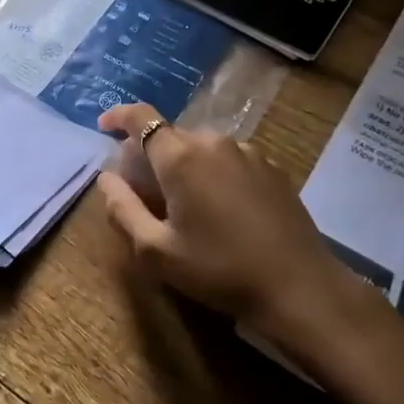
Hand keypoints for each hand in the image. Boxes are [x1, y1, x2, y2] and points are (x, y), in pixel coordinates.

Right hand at [96, 103, 353, 339]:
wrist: (299, 287)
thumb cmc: (219, 270)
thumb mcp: (157, 251)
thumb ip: (123, 209)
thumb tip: (106, 179)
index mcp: (181, 156)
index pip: (142, 117)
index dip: (119, 116)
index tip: (104, 126)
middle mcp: (213, 142)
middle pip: (171, 136)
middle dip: (150, 153)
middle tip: (143, 188)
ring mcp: (247, 152)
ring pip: (201, 148)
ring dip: (184, 164)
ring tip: (184, 202)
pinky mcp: (272, 168)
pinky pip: (229, 159)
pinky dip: (213, 172)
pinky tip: (220, 208)